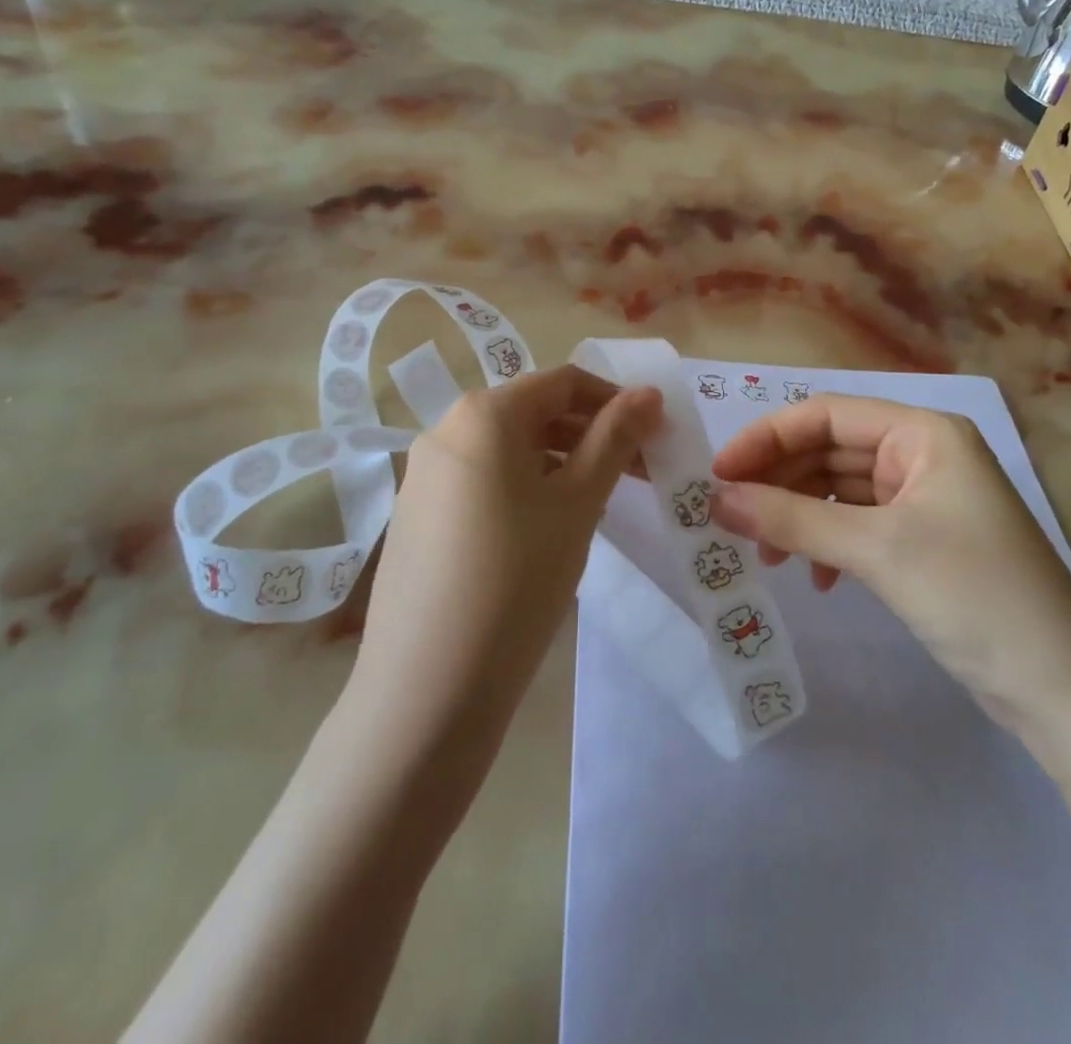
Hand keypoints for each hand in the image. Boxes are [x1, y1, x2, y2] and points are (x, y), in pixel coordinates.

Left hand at [355, 366, 660, 731]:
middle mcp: (446, 431)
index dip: (616, 400)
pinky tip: (548, 530)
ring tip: (601, 501)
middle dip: (592, 434)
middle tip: (639, 471)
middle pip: (534, 413)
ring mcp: (424, 475)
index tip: (654, 433)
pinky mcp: (416, 516)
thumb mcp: (579, 502)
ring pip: (509, 450)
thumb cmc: (518, 578)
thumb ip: (615, 438)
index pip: (563, 382)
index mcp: (483, 414)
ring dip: (562, 463)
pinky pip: (483, 482)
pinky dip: (525, 488)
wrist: (428, 688)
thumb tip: (648, 393)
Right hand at [710, 395, 1070, 736]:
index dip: (767, 438)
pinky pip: (858, 524)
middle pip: (830, 450)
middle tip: (731, 518)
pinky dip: (828, 544)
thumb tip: (718, 500)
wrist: (1062, 690)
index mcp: (924, 433)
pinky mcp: (923, 540)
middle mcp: (924, 454)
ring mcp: (925, 499)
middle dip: (780, 482)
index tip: (719, 474)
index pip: (827, 414)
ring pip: (840, 489)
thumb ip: (792, 518)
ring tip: (769, 555)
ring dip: (800, 516)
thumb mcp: (876, 549)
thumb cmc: (973, 594)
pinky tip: (817, 579)